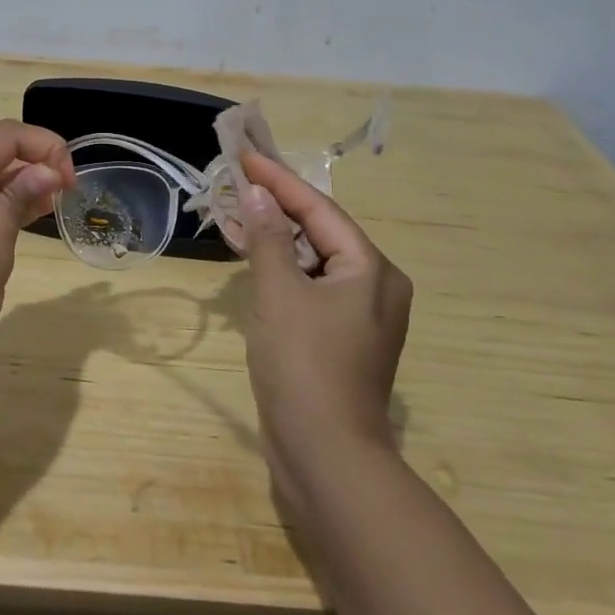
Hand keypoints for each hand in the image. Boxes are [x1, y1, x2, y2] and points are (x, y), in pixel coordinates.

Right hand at [237, 149, 412, 468]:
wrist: (325, 457)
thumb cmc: (304, 365)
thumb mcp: (280, 294)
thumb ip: (268, 239)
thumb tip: (258, 194)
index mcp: (371, 270)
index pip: (319, 209)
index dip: (279, 181)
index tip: (246, 157)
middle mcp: (375, 287)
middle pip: (321, 232)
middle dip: (278, 208)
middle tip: (239, 183)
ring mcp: (360, 317)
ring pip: (314, 262)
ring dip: (276, 240)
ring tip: (239, 214)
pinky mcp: (341, 341)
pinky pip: (310, 290)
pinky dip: (283, 272)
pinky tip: (254, 262)